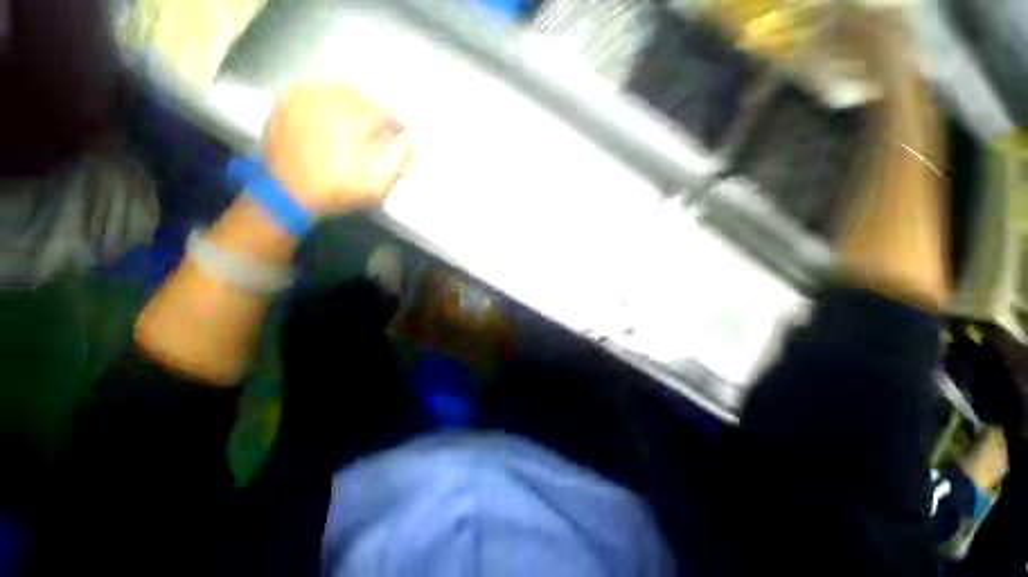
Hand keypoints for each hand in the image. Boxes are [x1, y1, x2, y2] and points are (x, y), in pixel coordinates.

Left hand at [263, 82, 412, 215]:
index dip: (394, 121)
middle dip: (373, 108)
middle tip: (377, 122)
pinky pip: (308, 86)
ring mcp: (305, 103)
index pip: (382, 113)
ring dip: (350, 97)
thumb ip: (396, 163)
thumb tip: (409, 143)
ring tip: (354, 112)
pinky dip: (322, 91)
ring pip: (335, 86)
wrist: (286, 193)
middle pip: (360, 96)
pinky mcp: (285, 104)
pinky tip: (326, 103)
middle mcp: (331, 107)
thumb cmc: (336, 192)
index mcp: (355, 126)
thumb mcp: (375, 187)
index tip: (397, 131)